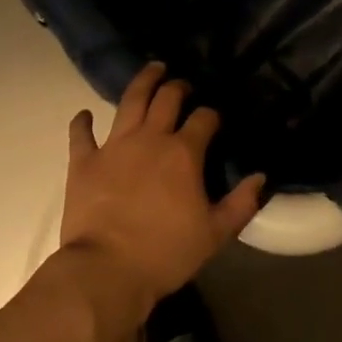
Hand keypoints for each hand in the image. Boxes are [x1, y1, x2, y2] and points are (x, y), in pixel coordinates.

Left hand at [60, 63, 264, 305]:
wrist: (106, 272)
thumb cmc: (166, 252)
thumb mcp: (215, 233)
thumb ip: (242, 202)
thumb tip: (261, 177)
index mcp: (184, 152)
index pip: (204, 118)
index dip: (211, 114)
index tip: (214, 118)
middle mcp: (151, 138)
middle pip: (167, 98)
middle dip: (178, 87)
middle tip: (182, 85)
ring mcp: (114, 147)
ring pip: (130, 102)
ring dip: (142, 82)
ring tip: (151, 70)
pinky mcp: (83, 162)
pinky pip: (80, 135)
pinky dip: (82, 123)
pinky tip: (84, 115)